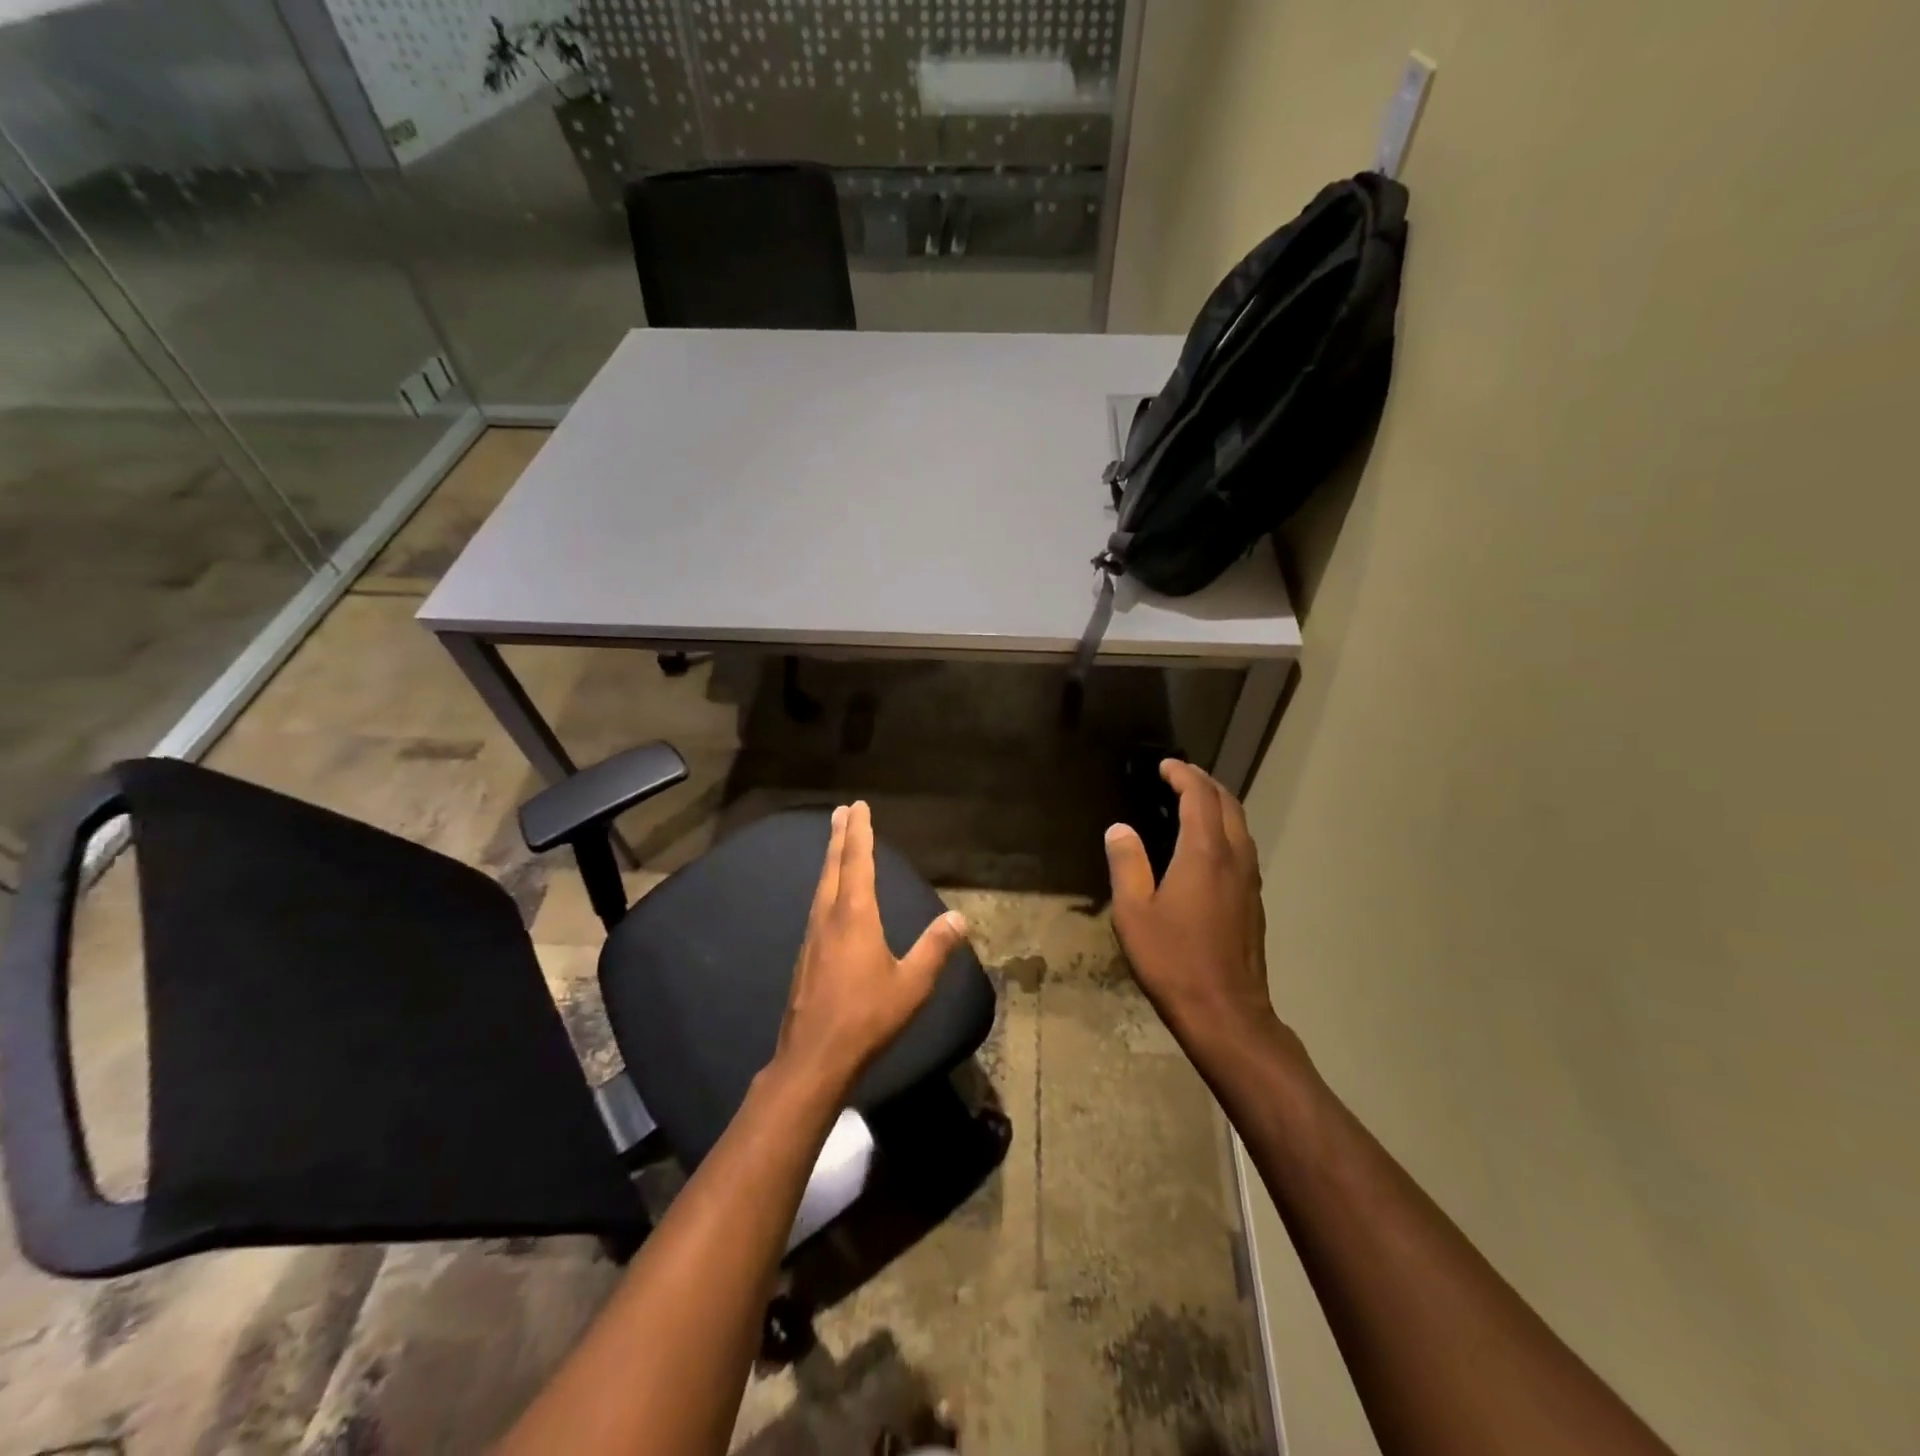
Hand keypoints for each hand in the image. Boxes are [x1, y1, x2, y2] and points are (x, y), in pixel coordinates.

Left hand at [776, 801, 970, 1096]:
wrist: (814, 1058)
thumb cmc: (867, 1017)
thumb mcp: (912, 984)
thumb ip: (935, 948)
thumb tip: (959, 917)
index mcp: (855, 917)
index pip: (858, 863)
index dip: (859, 833)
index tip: (858, 807)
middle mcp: (829, 918)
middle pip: (834, 867)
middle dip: (839, 837)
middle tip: (841, 811)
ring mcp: (813, 937)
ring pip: (822, 886)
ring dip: (830, 860)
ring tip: (835, 844)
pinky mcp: (805, 957)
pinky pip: (817, 906)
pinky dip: (826, 887)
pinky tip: (829, 898)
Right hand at [1104, 761, 1277, 1047]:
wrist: (1225, 1012)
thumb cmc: (1172, 960)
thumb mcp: (1133, 912)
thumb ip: (1127, 863)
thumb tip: (1120, 829)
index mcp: (1204, 853)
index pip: (1200, 796)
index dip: (1183, 774)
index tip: (1164, 765)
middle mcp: (1234, 858)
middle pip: (1228, 804)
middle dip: (1205, 783)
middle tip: (1178, 776)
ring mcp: (1249, 881)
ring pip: (1240, 826)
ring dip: (1218, 805)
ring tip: (1192, 803)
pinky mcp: (1253, 901)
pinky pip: (1242, 848)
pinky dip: (1225, 829)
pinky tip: (1205, 846)